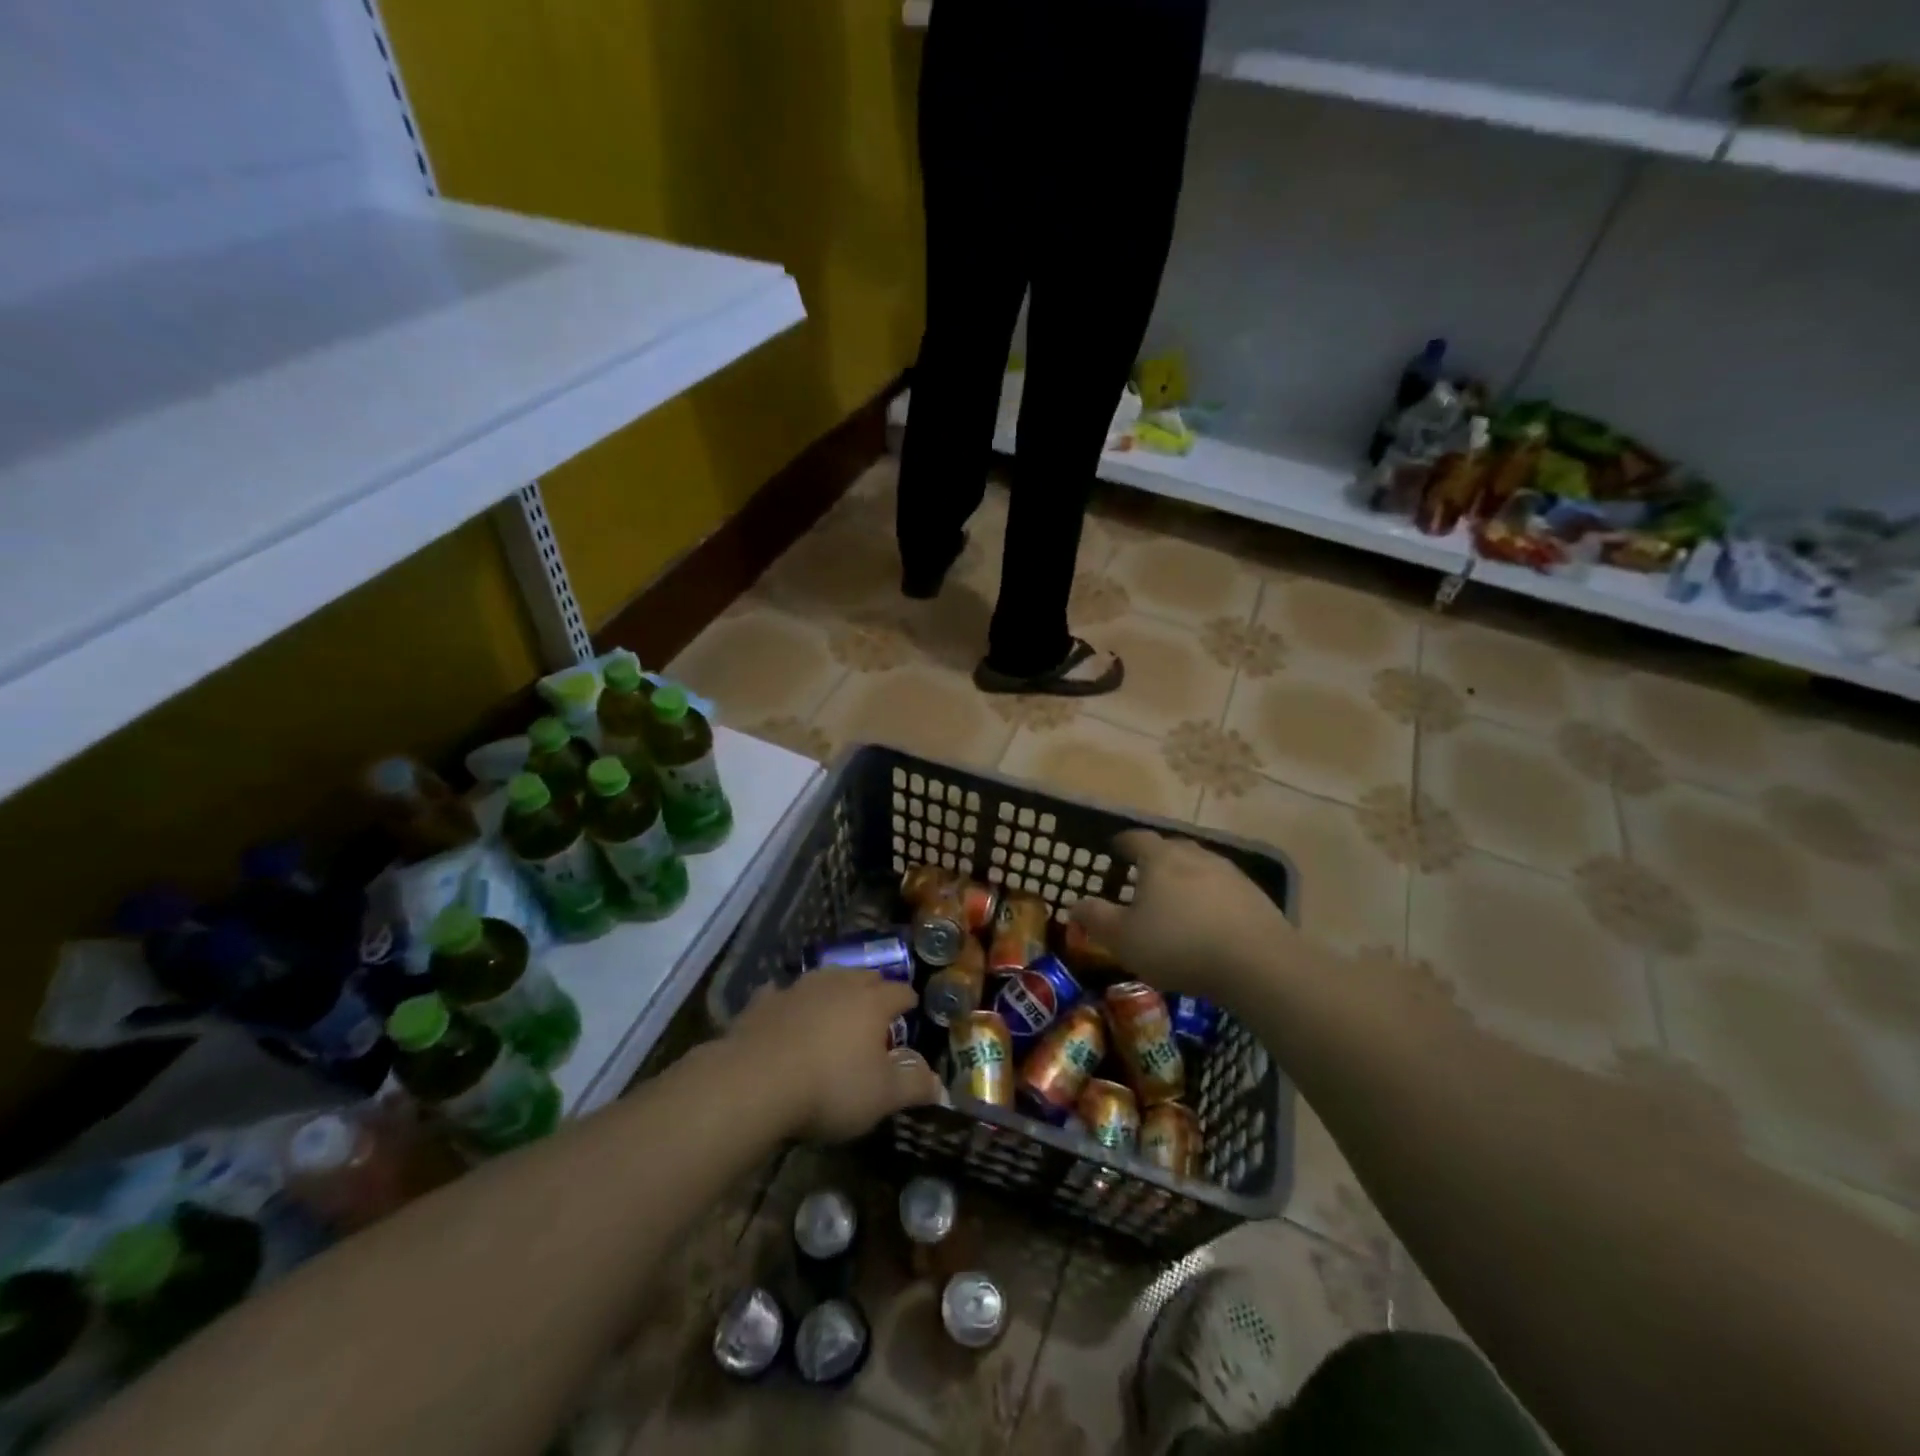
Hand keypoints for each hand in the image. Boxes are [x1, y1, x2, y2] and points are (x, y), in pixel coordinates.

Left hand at [728, 970, 943, 1142]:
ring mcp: (798, 989)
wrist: (756, 1082)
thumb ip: (913, 1086)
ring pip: (825, 978)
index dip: (908, 1001)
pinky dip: (789, 1002)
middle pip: (864, 977)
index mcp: (872, 1002)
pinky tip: (786, 1012)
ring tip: (835, 1005)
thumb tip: (938, 1083)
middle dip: (874, 988)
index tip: (912, 1009)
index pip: (900, 992)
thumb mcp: (882, 1097)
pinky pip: (782, 994)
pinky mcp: (763, 1002)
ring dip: (834, 989)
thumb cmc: (830, 1087)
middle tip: (877, 1006)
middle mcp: (838, 985)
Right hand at [1071, 830, 1293, 1005]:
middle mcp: (1196, 856)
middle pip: (1172, 847)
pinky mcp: (1255, 897)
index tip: (1115, 848)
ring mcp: (1230, 874)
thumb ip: (1097, 918)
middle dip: (1156, 857)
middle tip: (1144, 875)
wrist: (1257, 964)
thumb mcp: (1124, 939)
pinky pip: (1224, 889)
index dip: (1123, 842)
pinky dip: (1211, 898)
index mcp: (1160, 859)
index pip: (1137, 838)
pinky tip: (1210, 921)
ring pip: (1201, 867)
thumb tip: (1075, 903)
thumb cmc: (1178, 945)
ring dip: (1186, 877)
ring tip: (1177, 900)